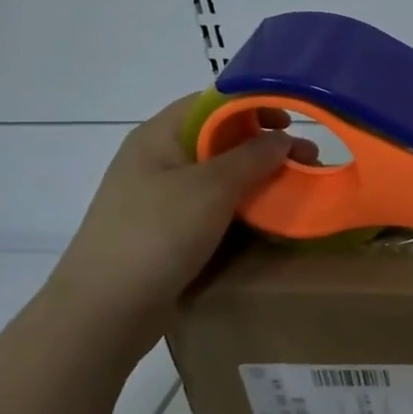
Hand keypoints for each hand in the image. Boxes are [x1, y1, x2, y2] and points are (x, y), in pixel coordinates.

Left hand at [49, 94, 313, 327]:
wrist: (105, 310)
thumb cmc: (156, 234)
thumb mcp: (211, 188)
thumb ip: (252, 157)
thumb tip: (283, 139)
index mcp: (159, 136)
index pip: (212, 102)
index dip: (254, 104)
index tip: (293, 120)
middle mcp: (157, 160)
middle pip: (218, 137)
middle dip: (265, 145)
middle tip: (307, 161)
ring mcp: (160, 197)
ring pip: (218, 175)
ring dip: (258, 178)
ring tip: (295, 190)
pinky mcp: (167, 231)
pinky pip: (212, 206)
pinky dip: (242, 206)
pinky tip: (267, 219)